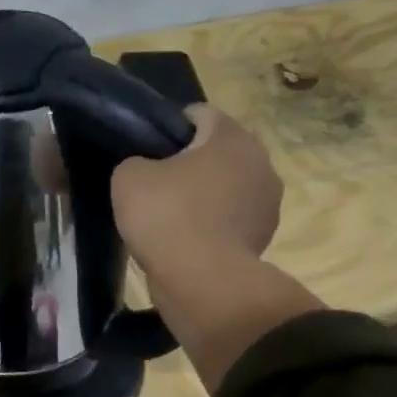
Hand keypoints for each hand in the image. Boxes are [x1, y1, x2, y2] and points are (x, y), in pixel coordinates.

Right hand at [112, 105, 282, 281]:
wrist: (201, 281)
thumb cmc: (167, 216)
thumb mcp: (128, 177)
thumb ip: (136, 161)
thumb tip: (146, 169)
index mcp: (231, 136)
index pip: (198, 115)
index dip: (168, 128)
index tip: (146, 150)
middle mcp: (260, 161)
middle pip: (217, 151)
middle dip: (189, 162)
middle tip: (154, 184)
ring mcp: (268, 202)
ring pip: (227, 185)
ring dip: (203, 194)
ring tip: (169, 216)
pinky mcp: (265, 236)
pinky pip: (231, 217)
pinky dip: (212, 223)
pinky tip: (185, 239)